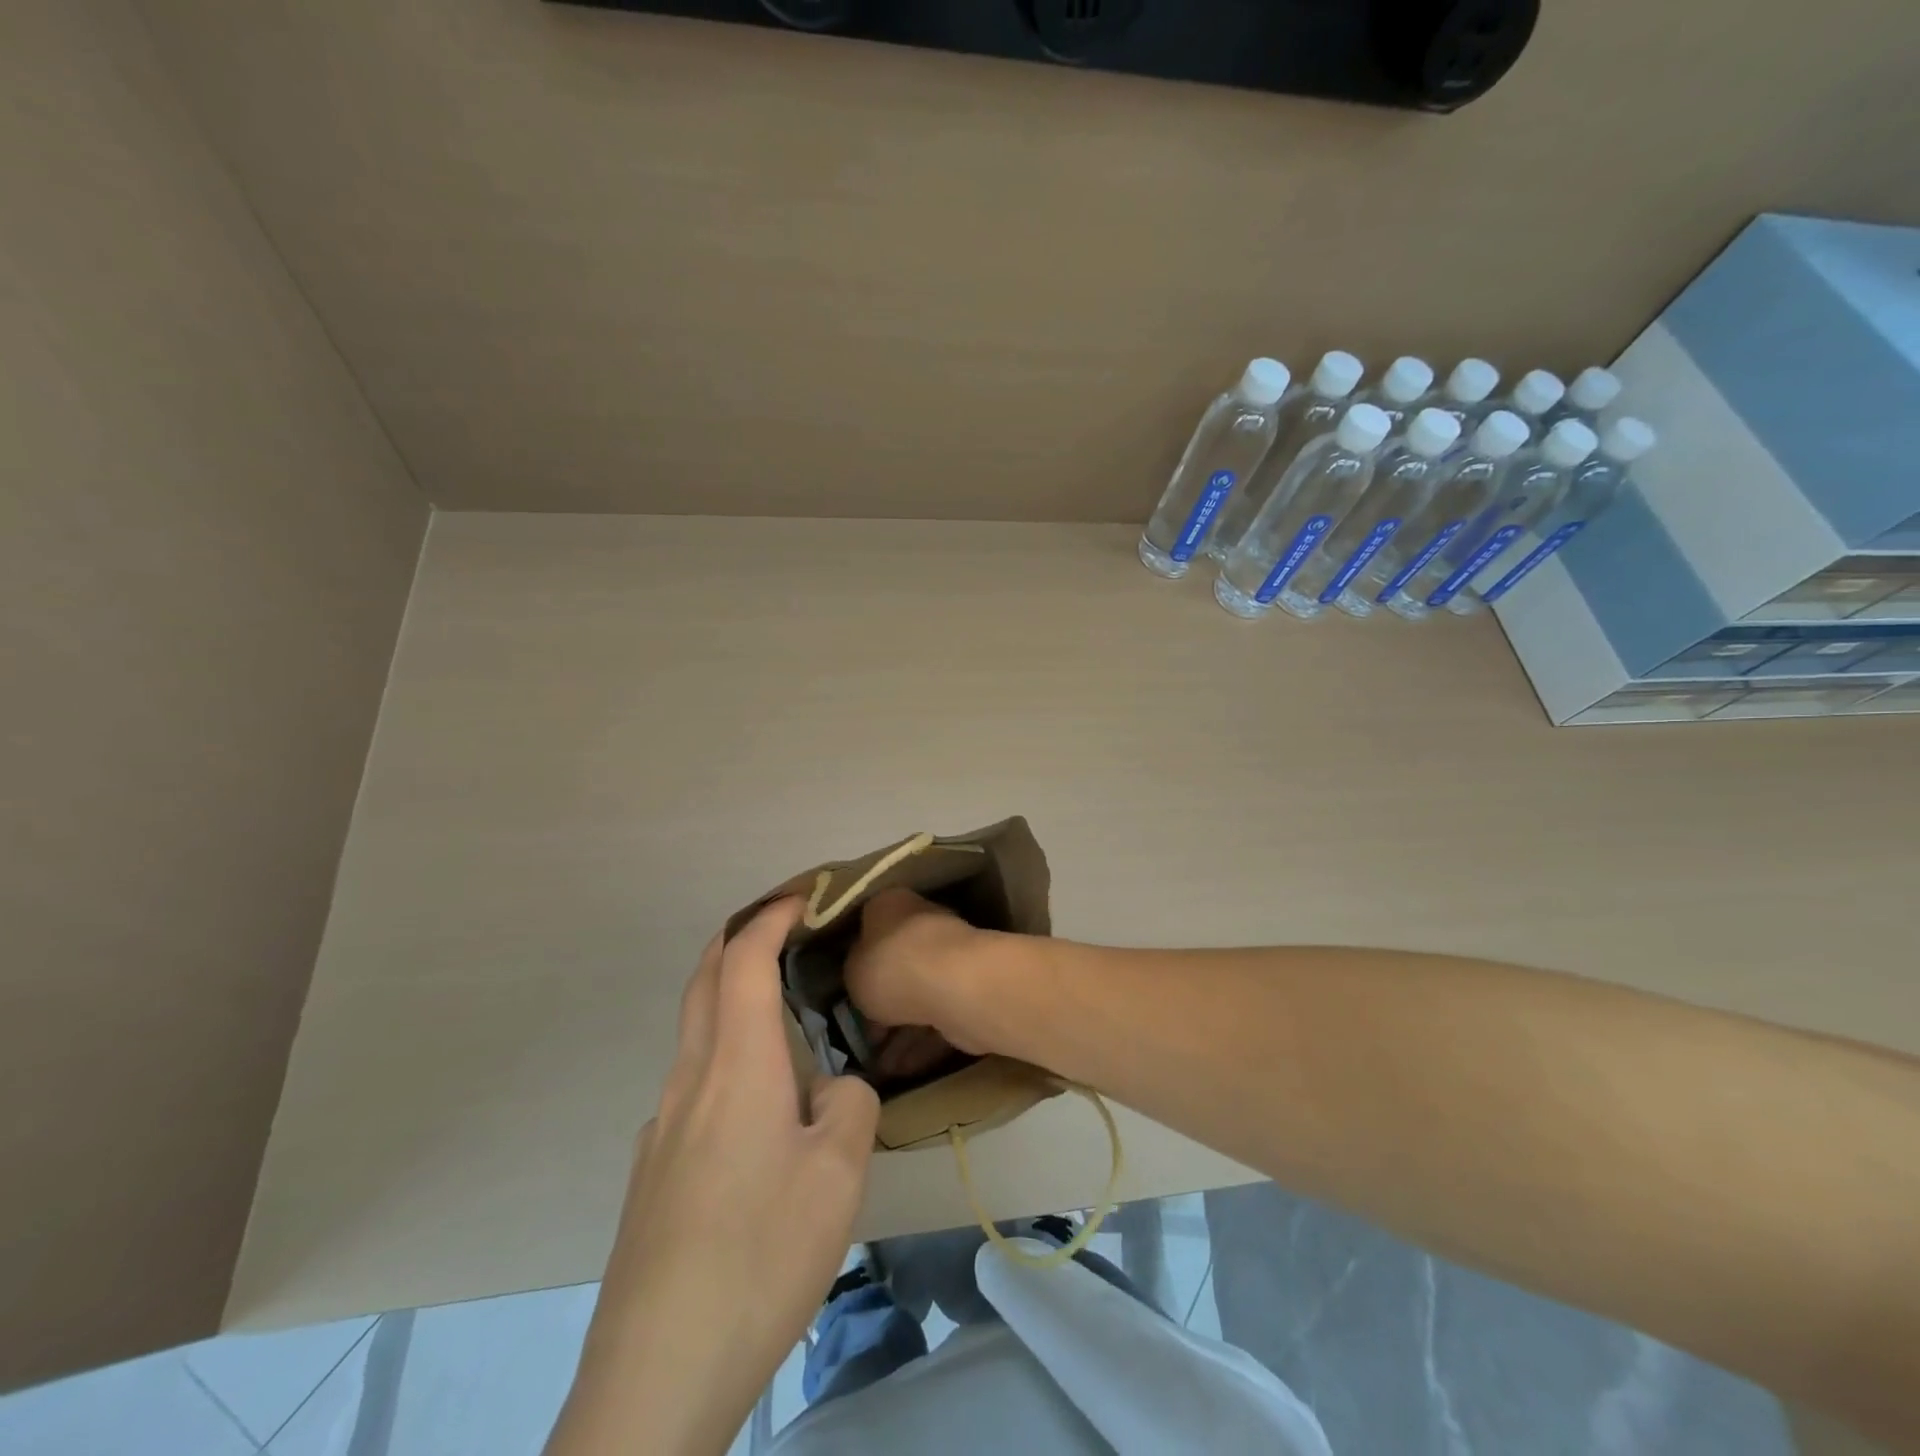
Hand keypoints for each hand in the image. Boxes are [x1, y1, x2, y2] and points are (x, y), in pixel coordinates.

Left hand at [549, 899, 879, 1455]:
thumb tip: (830, 1091)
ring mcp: (662, 1128)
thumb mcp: (839, 1174)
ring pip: (695, 1036)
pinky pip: (693, 1087)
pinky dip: (726, 1059)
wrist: (656, 1374)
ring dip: (731, 1001)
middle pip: (703, 982)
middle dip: (738, 940)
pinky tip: (760, 1117)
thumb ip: (849, 1105)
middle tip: (783, 931)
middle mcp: (689, 1082)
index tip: (803, 898)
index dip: (770, 918)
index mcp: (736, 1066)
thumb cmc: (760, 1255)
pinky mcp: (653, 1173)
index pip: (743, 960)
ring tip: (786, 1022)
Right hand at [845, 889, 991, 1070]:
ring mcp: (949, 958)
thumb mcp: (852, 970)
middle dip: (880, 1003)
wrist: (954, 986)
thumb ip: (854, 972)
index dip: (854, 961)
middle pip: (895, 965)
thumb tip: (863, 975)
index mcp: (891, 905)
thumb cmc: (892, 966)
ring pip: (917, 996)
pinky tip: (900, 1070)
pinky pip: (937, 1019)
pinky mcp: (967, 992)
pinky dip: (920, 1043)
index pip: (868, 926)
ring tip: (876, 1064)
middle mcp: (923, 923)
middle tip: (859, 1035)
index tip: (843, 992)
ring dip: (898, 1031)